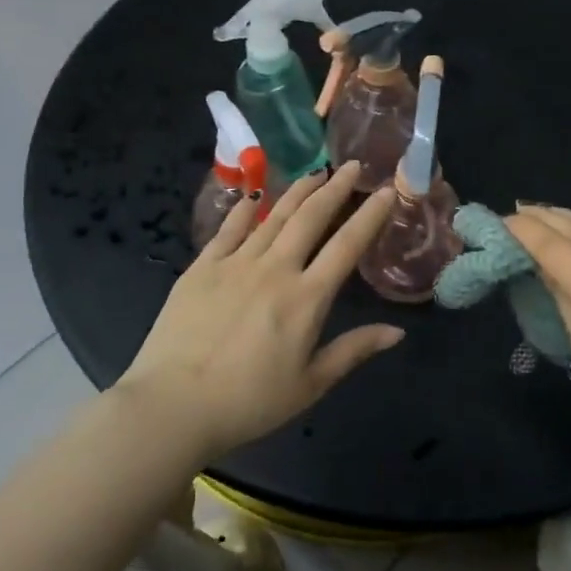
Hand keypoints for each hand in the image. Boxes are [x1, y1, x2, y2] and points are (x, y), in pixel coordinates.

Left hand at [116, 164, 404, 458]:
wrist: (173, 405)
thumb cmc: (249, 402)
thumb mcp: (310, 384)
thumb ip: (353, 351)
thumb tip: (397, 331)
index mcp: (306, 299)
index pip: (347, 246)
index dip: (370, 216)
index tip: (386, 191)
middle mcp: (274, 270)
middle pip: (311, 218)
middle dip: (335, 188)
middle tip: (353, 165)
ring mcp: (234, 264)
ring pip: (274, 216)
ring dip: (298, 191)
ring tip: (315, 172)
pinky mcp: (201, 268)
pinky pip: (229, 229)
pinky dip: (246, 210)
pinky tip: (256, 195)